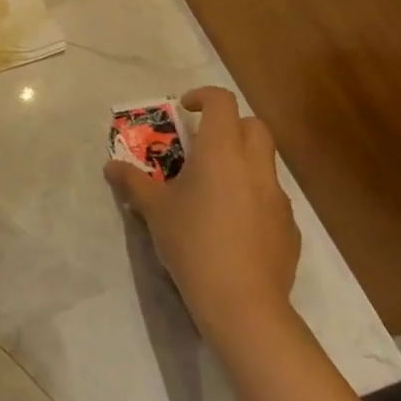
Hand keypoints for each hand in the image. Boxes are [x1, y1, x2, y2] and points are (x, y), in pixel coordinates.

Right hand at [104, 86, 300, 345]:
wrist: (242, 303)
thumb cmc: (192, 243)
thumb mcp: (153, 210)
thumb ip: (132, 182)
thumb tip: (110, 166)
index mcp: (221, 151)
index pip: (221, 101)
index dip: (203, 97)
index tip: (185, 110)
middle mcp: (255, 166)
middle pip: (254, 125)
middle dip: (231, 126)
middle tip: (204, 145)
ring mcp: (278, 198)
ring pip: (265, 162)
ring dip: (243, 162)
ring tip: (214, 189)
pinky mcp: (289, 228)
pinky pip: (272, 198)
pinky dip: (254, 197)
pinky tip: (233, 226)